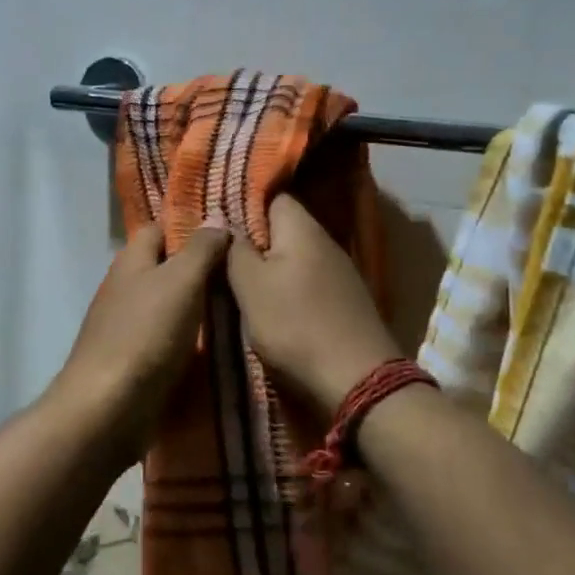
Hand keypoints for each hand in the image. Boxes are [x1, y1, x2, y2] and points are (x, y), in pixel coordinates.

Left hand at [50, 225, 230, 455]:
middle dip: (200, 267)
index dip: (190, 225)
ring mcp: (127, 326)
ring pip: (169, 304)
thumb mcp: (181, 281)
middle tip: (245, 270)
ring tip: (242, 304)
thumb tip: (217, 219)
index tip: (228, 231)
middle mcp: (125, 288)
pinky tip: (218, 343)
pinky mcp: (134, 360)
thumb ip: (201, 249)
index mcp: (131, 261)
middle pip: (165, 267)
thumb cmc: (145, 334)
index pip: (160, 228)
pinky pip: (168, 338)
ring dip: (198, 304)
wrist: (108, 408)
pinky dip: (190, 337)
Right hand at [227, 195, 400, 414]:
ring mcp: (339, 271)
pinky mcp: (344, 299)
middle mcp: (325, 240)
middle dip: (253, 240)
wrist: (357, 379)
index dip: (242, 204)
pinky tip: (274, 307)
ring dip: (270, 268)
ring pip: (294, 256)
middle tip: (221, 257)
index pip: (271, 196)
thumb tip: (225, 221)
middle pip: (282, 228)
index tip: (217, 222)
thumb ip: (235, 250)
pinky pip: (307, 280)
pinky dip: (288, 289)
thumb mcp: (250, 286)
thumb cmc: (295, 325)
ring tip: (240, 284)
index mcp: (302, 227)